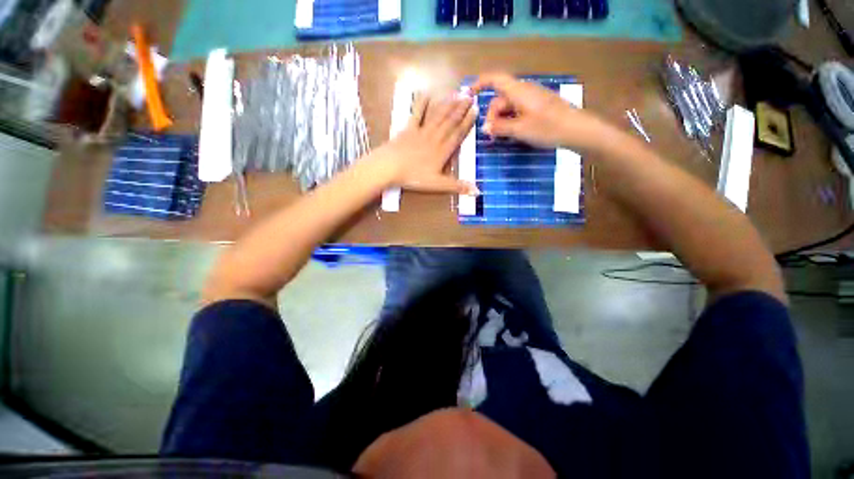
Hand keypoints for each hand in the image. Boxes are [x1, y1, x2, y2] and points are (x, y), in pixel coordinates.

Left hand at [372, 93, 478, 194]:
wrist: (390, 167)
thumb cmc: (414, 177)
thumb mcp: (437, 185)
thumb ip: (457, 186)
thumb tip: (478, 191)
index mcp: (442, 151)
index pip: (458, 135)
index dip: (467, 123)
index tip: (476, 110)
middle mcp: (434, 138)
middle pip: (450, 122)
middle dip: (461, 109)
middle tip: (470, 95)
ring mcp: (421, 132)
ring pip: (438, 116)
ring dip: (448, 105)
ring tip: (457, 93)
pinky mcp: (408, 129)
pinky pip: (417, 115)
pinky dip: (422, 104)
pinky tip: (427, 95)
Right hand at [472, 73, 608, 149]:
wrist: (577, 129)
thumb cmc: (547, 127)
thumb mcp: (519, 129)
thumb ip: (500, 127)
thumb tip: (485, 128)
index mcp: (518, 91)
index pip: (495, 80)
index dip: (480, 83)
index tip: (469, 94)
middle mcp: (524, 91)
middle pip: (500, 99)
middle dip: (492, 116)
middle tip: (492, 136)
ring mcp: (532, 99)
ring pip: (508, 107)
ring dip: (501, 121)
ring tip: (502, 137)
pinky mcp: (538, 107)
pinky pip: (518, 111)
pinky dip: (511, 121)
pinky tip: (513, 134)